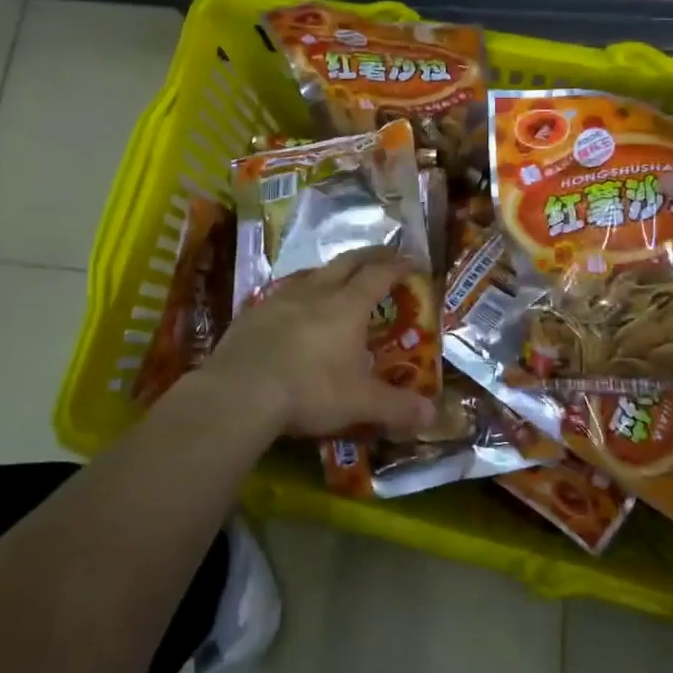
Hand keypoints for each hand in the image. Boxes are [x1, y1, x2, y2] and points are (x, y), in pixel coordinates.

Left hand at [198, 248, 434, 439]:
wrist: (240, 392)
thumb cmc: (310, 390)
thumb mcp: (360, 403)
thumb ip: (396, 407)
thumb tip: (432, 417)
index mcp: (347, 306)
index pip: (379, 275)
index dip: (398, 266)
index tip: (412, 262)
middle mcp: (316, 291)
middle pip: (347, 262)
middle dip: (369, 256)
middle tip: (384, 256)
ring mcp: (280, 298)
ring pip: (312, 273)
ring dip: (331, 271)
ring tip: (338, 277)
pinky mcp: (253, 312)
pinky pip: (283, 292)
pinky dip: (299, 293)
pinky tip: (294, 307)